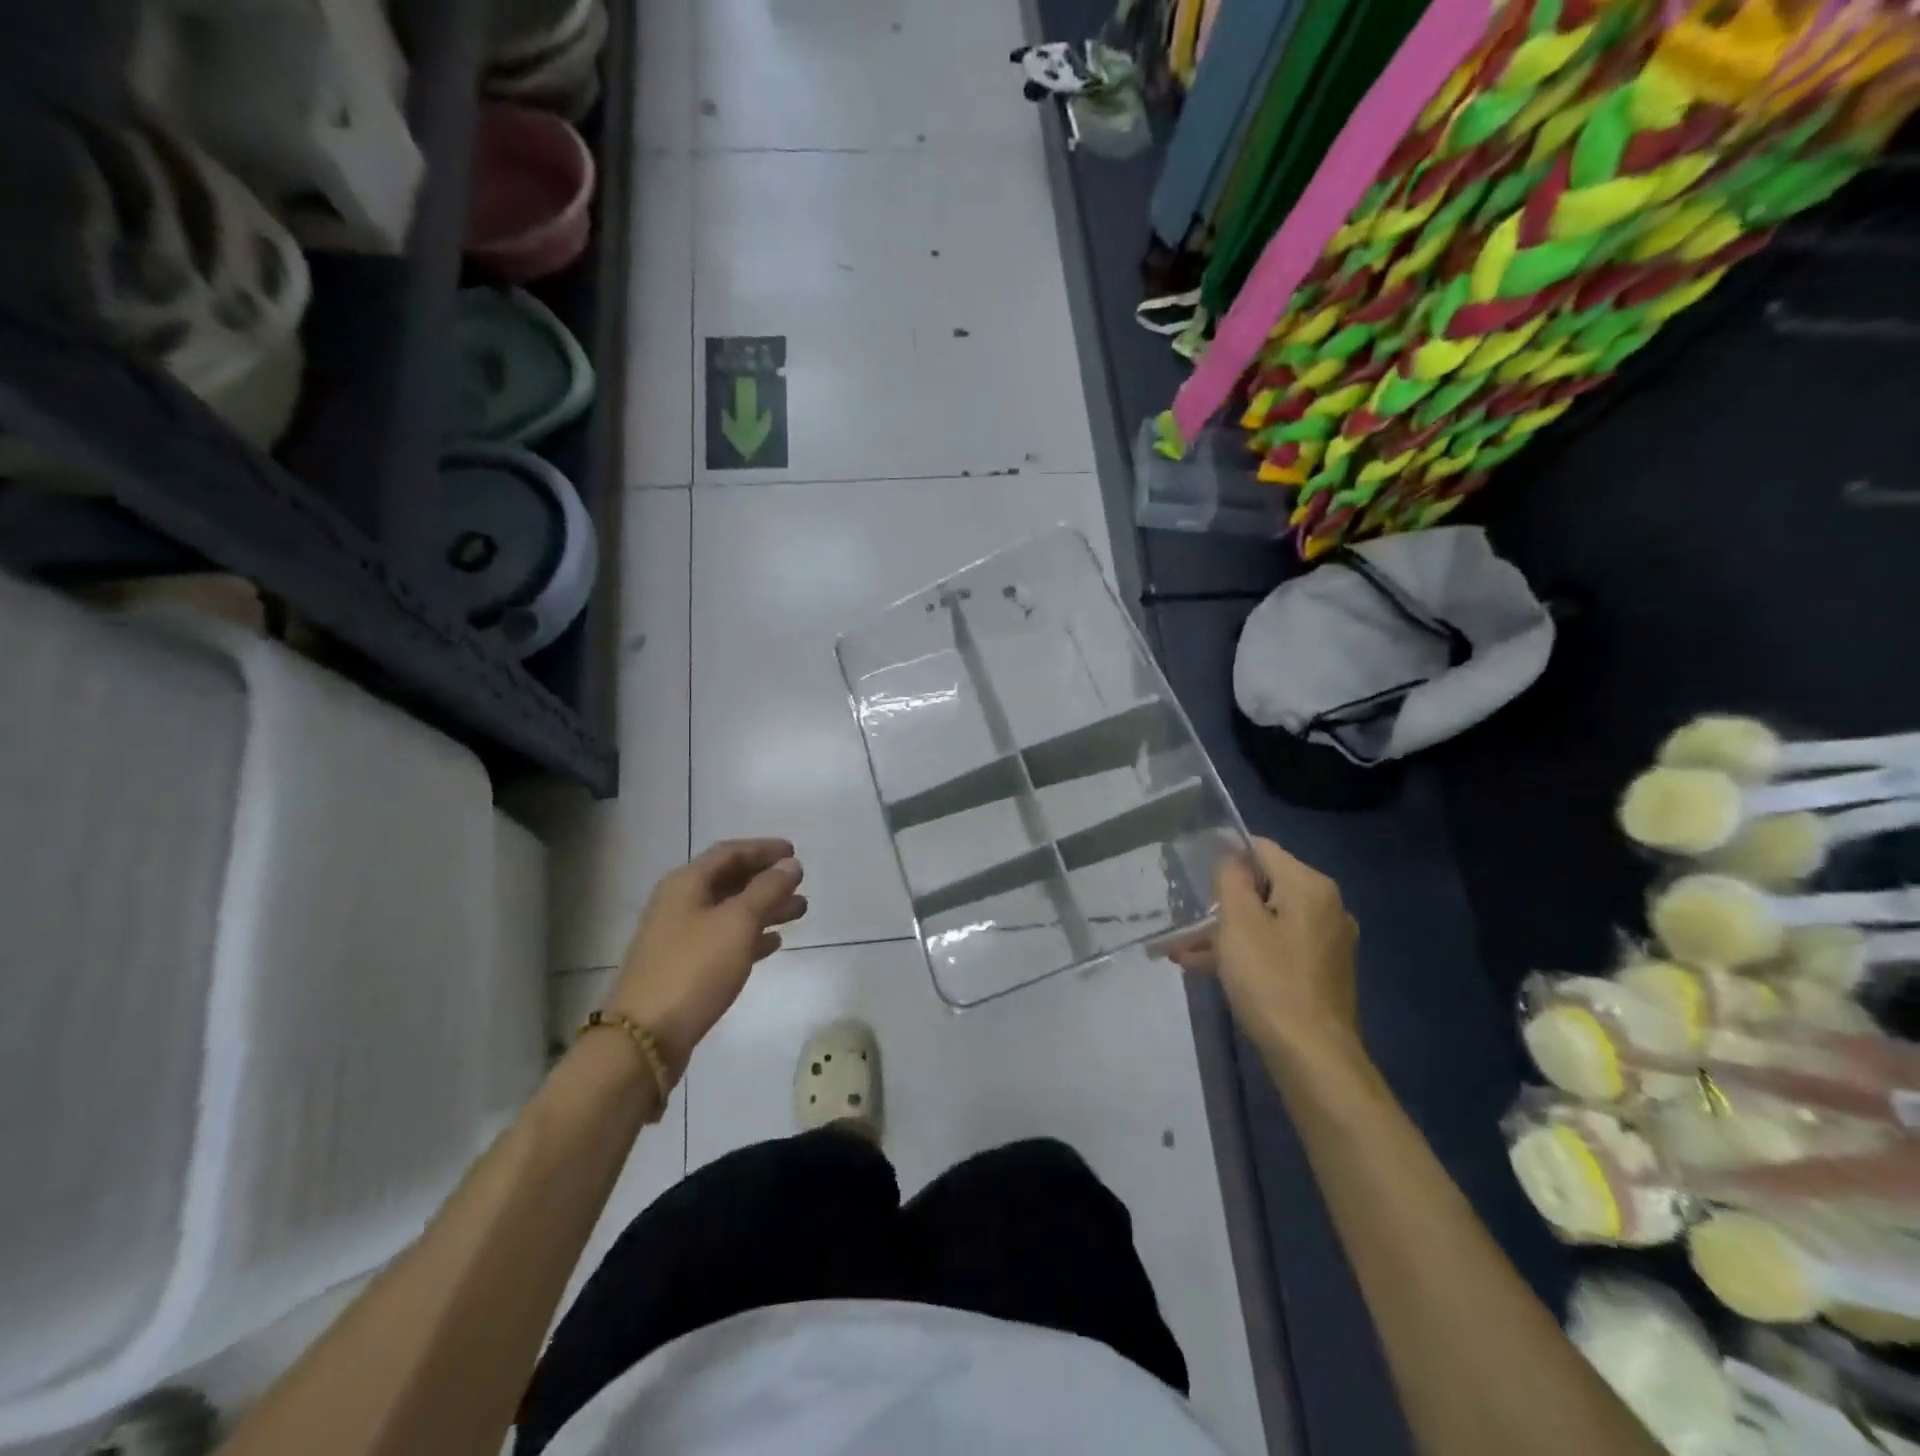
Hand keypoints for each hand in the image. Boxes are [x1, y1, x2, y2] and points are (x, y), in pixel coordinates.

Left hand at [604, 839, 806, 1077]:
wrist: (645, 1037)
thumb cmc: (694, 968)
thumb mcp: (738, 923)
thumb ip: (767, 890)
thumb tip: (789, 865)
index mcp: (686, 884)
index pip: (729, 852)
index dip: (763, 849)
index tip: (794, 852)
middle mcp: (679, 904)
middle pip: (729, 881)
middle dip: (767, 880)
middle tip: (800, 884)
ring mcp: (679, 937)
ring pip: (729, 912)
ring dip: (764, 908)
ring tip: (799, 912)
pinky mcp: (684, 968)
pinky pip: (723, 940)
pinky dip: (750, 936)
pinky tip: (773, 943)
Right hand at [1166, 838, 1360, 1065]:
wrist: (1313, 1057)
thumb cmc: (1270, 980)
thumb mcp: (1238, 923)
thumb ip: (1231, 878)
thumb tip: (1231, 853)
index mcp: (1310, 887)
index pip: (1263, 850)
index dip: (1226, 850)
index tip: (1191, 862)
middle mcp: (1326, 907)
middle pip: (1264, 887)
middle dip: (1221, 900)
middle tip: (1184, 912)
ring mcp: (1326, 942)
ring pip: (1266, 921)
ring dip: (1225, 931)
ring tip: (1180, 947)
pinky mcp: (1320, 972)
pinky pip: (1275, 947)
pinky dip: (1245, 952)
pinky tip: (1205, 967)